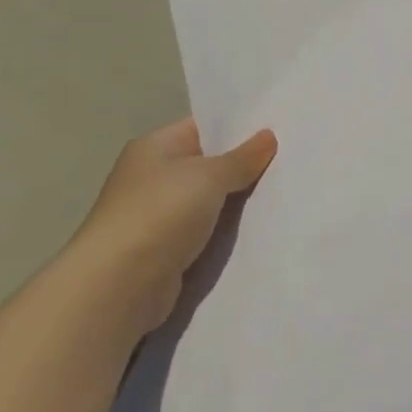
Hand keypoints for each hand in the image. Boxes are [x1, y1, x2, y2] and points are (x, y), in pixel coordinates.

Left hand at [67, 119, 276, 335]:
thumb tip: (268, 136)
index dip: (240, 127)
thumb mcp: (209, 176)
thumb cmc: (160, 213)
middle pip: (210, 163)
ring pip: (212, 199)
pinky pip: (208, 229)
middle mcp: (154, 176)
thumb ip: (242, 157)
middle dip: (246, 164)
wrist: (119, 284)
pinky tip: (262, 226)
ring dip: (240, 200)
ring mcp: (159, 214)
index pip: (204, 127)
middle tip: (292, 159)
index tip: (281, 129)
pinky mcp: (168, 247)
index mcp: (155, 147)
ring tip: (286, 191)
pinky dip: (229, 229)